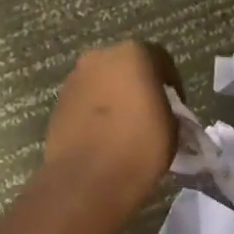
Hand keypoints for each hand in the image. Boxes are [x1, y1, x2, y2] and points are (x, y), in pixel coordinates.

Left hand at [43, 41, 181, 208]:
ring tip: (124, 126)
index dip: (170, 83)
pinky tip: (104, 136)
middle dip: (138, 84)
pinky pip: (85, 102)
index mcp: (133, 54)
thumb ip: (167, 108)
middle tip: (149, 111)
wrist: (89, 179)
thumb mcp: (172, 126)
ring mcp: (75, 80)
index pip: (160, 60)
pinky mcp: (58, 104)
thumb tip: (159, 112)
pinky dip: (95, 113)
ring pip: (102, 82)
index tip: (176, 105)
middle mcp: (100, 58)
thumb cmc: (141, 146)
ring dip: (114, 97)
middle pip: (126, 66)